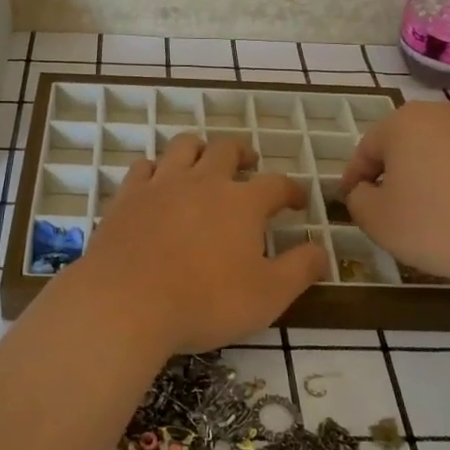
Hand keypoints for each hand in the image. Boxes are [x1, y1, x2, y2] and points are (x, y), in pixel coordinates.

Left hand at [71, 135, 326, 354]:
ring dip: (199, 149)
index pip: (276, 184)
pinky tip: (157, 181)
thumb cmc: (205, 301)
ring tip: (204, 161)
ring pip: (184, 146)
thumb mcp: (268, 295)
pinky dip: (156, 169)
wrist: (127, 302)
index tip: (297, 201)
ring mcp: (162, 184)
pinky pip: (144, 167)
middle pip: (227, 150)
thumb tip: (322, 250)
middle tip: (249, 165)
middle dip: (243, 154)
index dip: (291, 190)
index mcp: (242, 202)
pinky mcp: (128, 196)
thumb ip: (300, 269)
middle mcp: (203, 181)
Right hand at [338, 101, 449, 285]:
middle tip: (396, 206)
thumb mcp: (378, 221)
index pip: (367, 148)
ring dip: (438, 172)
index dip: (355, 177)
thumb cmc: (438, 225)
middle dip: (399, 171)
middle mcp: (445, 112)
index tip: (353, 201)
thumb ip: (358, 199)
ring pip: (448, 149)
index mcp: (405, 123)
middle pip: (409, 143)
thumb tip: (364, 190)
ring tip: (441, 210)